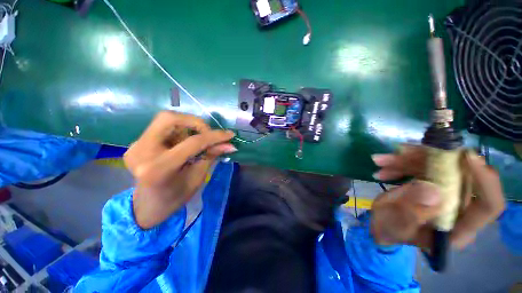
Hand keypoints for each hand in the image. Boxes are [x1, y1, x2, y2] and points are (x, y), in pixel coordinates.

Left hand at [124, 111, 235, 228]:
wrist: (147, 207)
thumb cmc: (175, 197)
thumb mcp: (197, 178)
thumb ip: (211, 156)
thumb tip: (229, 145)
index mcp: (159, 169)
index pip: (192, 143)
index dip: (214, 136)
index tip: (230, 135)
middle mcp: (142, 152)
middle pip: (169, 119)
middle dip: (196, 122)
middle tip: (209, 133)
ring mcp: (136, 146)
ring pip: (166, 120)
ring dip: (188, 126)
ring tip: (198, 139)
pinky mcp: (137, 143)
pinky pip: (163, 127)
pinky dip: (180, 130)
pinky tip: (185, 143)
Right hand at [370, 146, 504, 248]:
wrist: (382, 223)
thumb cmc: (390, 230)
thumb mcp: (396, 225)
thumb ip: (411, 213)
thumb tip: (431, 191)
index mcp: (458, 227)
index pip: (489, 204)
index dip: (485, 181)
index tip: (467, 157)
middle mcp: (459, 207)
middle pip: (459, 174)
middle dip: (429, 160)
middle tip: (400, 153)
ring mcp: (446, 192)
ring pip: (437, 165)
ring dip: (407, 159)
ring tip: (380, 161)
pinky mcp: (432, 182)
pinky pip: (422, 165)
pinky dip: (401, 162)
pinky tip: (382, 166)